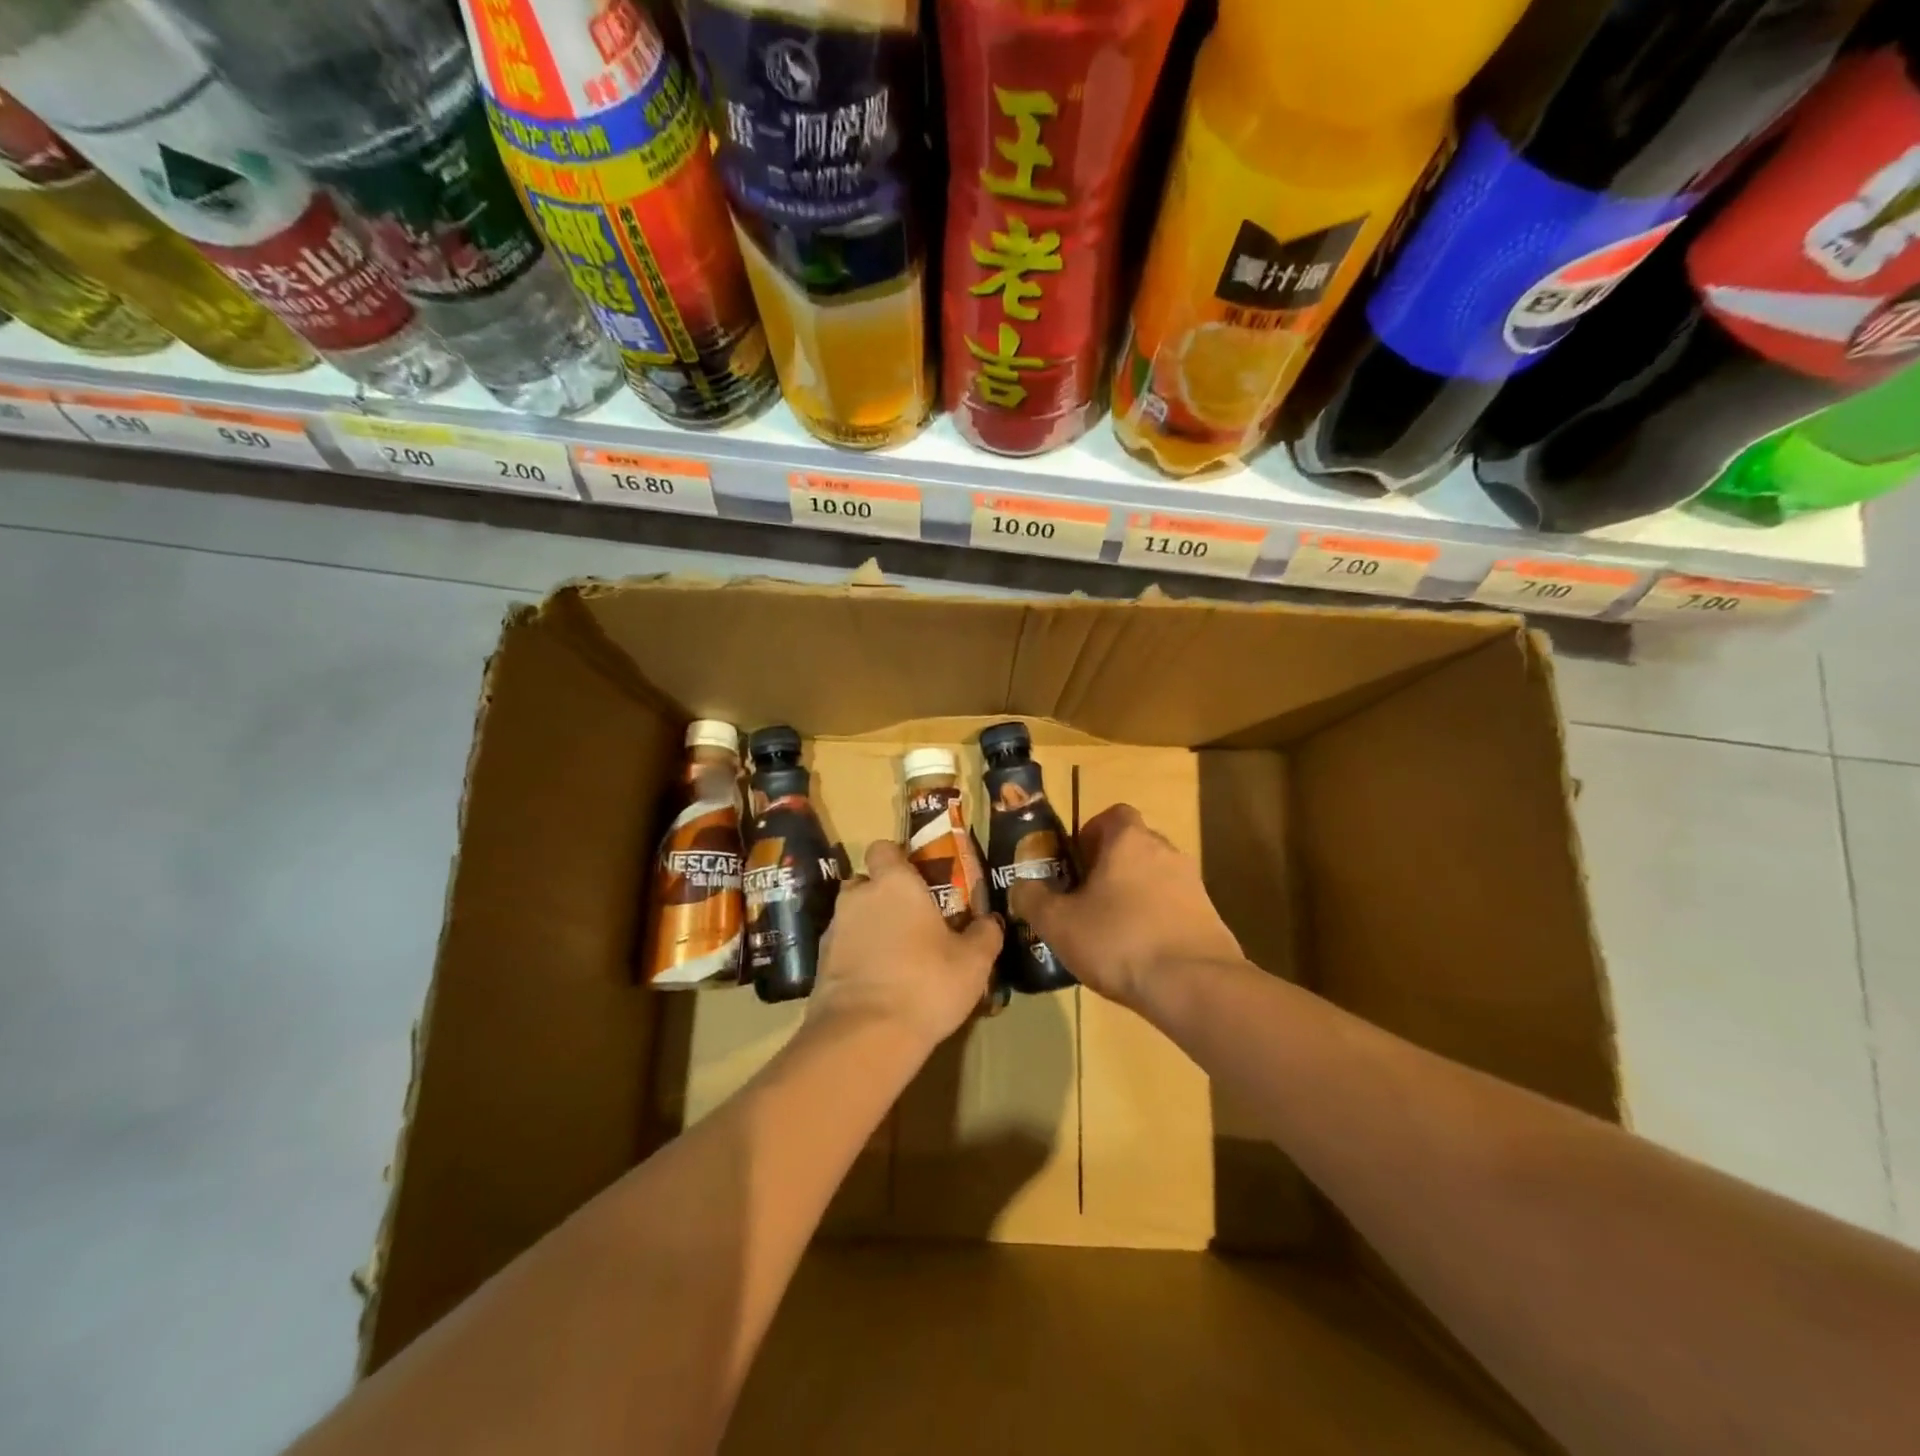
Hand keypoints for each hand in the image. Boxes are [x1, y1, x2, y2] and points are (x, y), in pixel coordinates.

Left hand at [809, 840, 1001, 1051]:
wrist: (864, 1035)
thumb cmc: (926, 984)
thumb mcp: (973, 962)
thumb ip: (984, 935)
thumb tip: (989, 921)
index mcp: (894, 883)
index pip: (884, 848)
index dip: (898, 859)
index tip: (917, 878)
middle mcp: (858, 897)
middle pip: (865, 882)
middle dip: (882, 895)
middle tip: (910, 920)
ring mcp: (833, 930)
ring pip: (851, 916)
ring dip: (868, 927)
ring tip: (894, 956)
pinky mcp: (819, 964)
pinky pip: (841, 948)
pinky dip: (855, 957)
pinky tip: (877, 983)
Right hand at [1010, 805, 1241, 1010]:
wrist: (1194, 985)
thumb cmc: (1118, 941)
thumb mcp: (1058, 923)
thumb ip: (1032, 898)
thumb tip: (1021, 885)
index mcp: (1129, 840)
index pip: (1112, 815)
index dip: (1090, 833)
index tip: (1075, 864)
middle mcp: (1165, 851)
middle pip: (1133, 846)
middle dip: (1109, 867)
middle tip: (1085, 900)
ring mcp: (1193, 884)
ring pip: (1154, 878)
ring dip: (1134, 895)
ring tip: (1111, 933)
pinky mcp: (1209, 917)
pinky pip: (1174, 908)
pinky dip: (1156, 921)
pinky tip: (1140, 955)